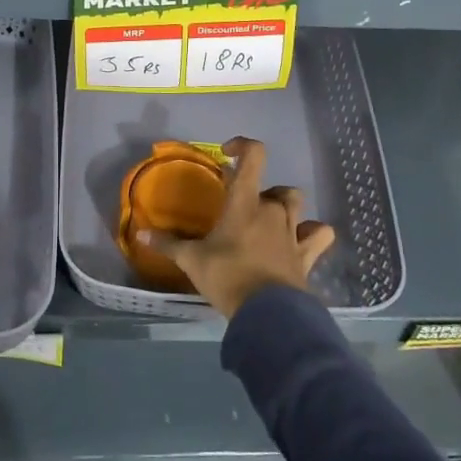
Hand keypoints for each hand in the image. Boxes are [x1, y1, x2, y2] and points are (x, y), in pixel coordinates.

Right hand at [136, 137, 335, 317]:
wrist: (268, 314)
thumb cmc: (228, 277)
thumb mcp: (192, 260)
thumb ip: (168, 244)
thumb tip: (140, 235)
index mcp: (245, 202)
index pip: (254, 156)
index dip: (243, 146)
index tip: (227, 155)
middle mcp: (273, 210)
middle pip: (275, 186)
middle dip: (259, 191)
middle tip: (240, 208)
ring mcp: (293, 231)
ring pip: (297, 203)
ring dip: (285, 206)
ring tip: (269, 221)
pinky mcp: (307, 255)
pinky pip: (320, 234)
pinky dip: (313, 232)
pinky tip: (301, 239)